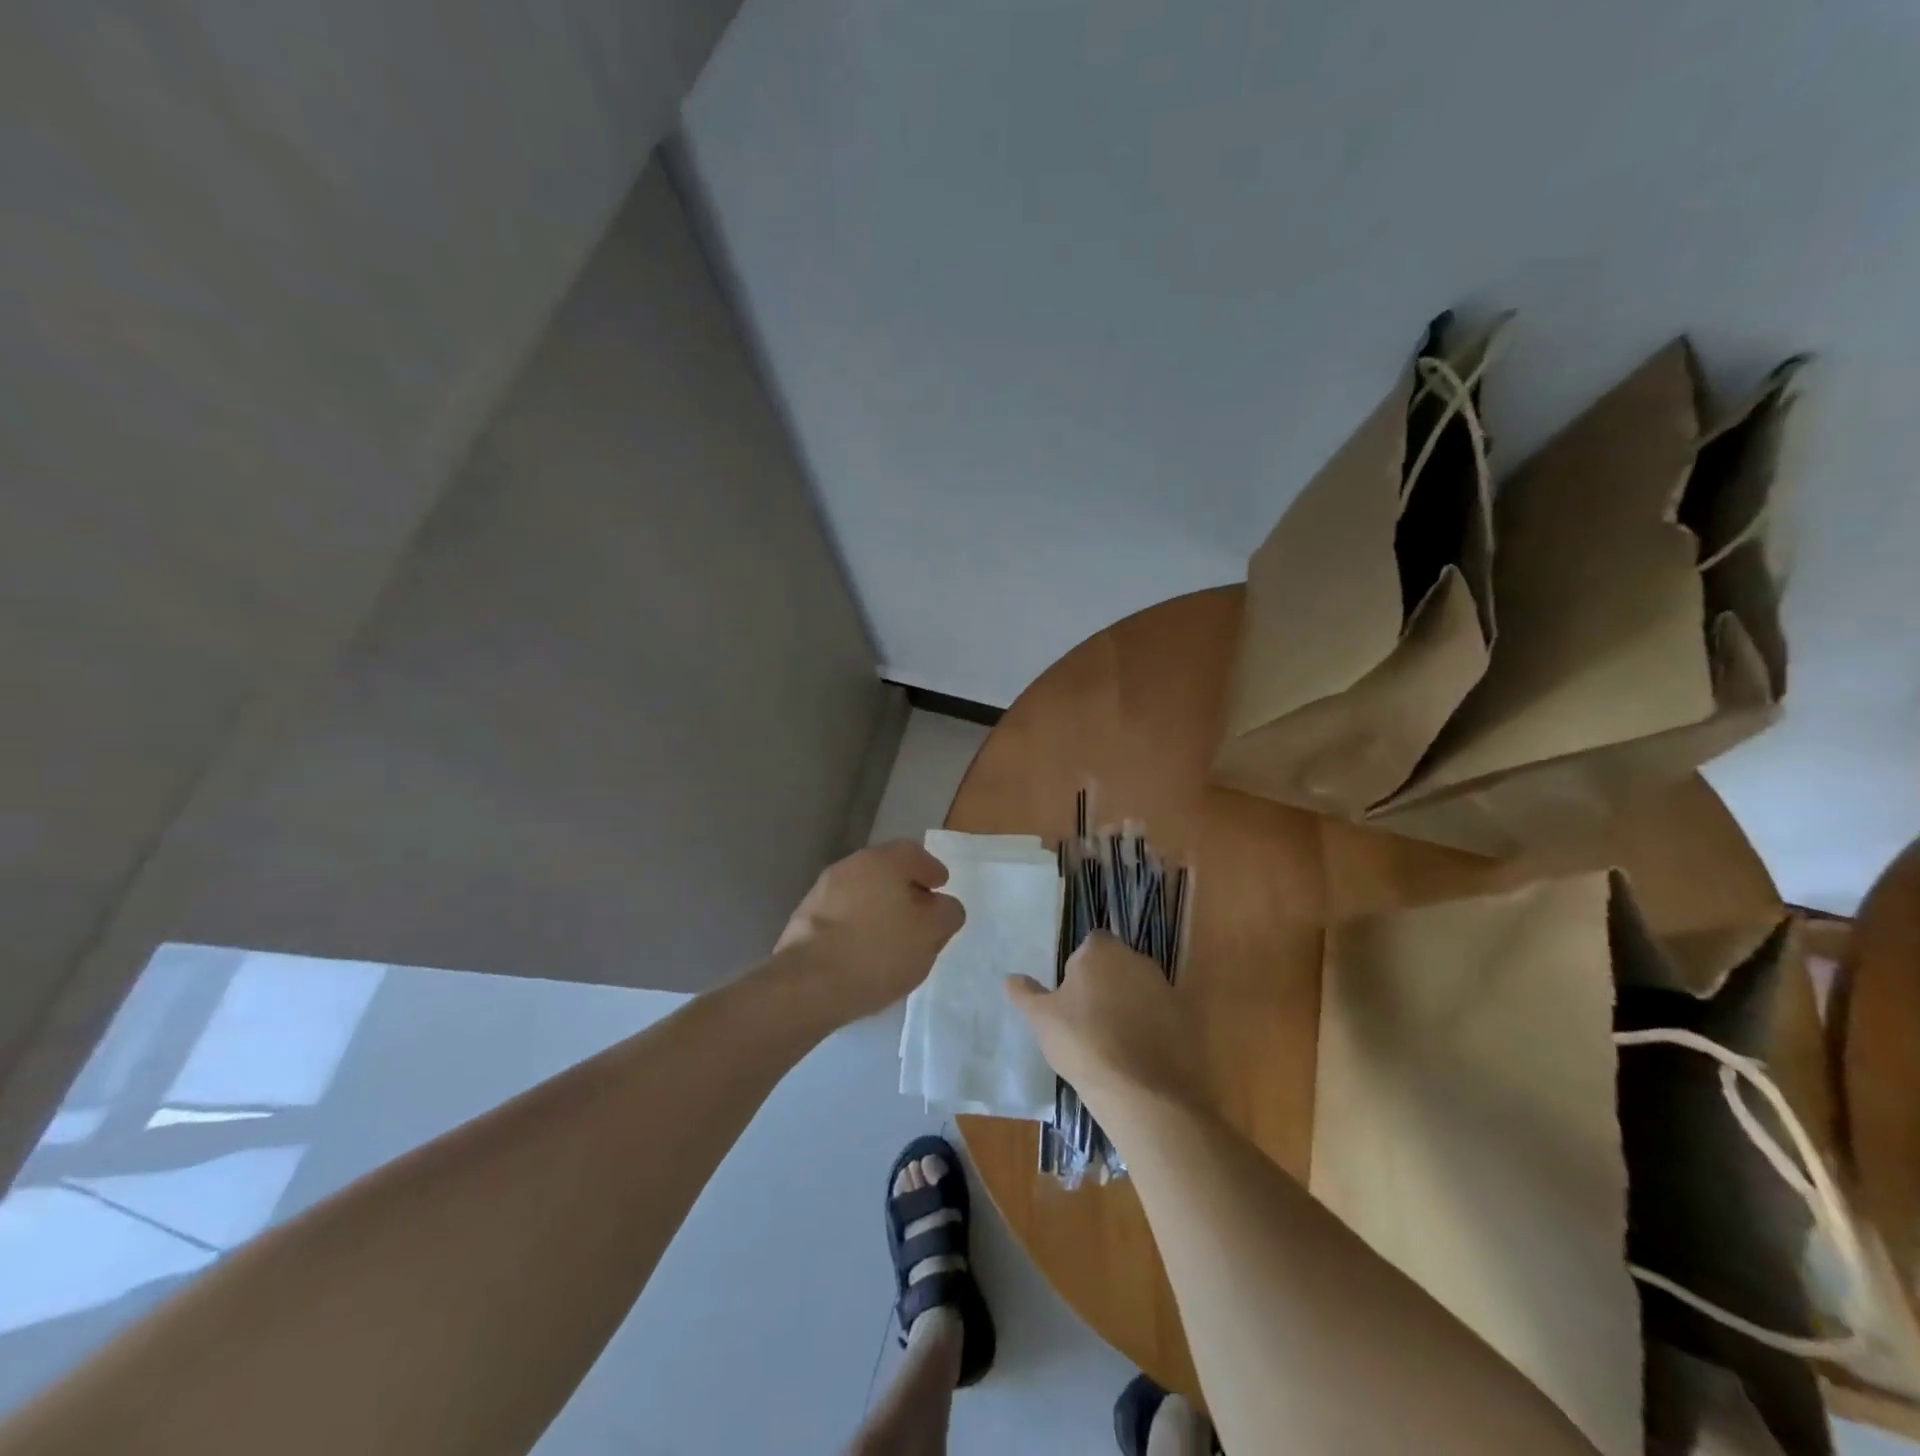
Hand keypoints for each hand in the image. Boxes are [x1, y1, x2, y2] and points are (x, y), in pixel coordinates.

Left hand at [774, 841, 964, 1019]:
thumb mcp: (930, 934)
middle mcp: (850, 865)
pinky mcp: (804, 920)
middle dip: (905, 891)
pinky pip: (842, 916)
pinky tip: (864, 952)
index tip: (940, 888)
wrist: (808, 984)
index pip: (914, 854)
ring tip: (893, 940)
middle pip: (886, 872)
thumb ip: (947, 914)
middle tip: (920, 916)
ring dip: (879, 909)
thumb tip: (944, 906)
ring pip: (862, 893)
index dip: (931, 871)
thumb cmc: (878, 951)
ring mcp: (822, 891)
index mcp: (883, 860)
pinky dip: (857, 926)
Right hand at [1006, 932, 1210, 1116]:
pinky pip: (1160, 1015)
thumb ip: (1026, 994)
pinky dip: (1150, 1027)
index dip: (1079, 967)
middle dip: (1105, 984)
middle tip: (1087, 1019)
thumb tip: (1011, 978)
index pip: (1090, 944)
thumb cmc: (1083, 1043)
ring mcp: (1165, 988)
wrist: (1143, 1092)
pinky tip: (1137, 1056)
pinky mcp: (1185, 1018)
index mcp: (1101, 951)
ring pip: (1140, 989)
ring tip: (1112, 1041)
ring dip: (1128, 1004)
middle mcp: (1137, 959)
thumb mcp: (1042, 1020)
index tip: (1071, 996)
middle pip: (1116, 964)